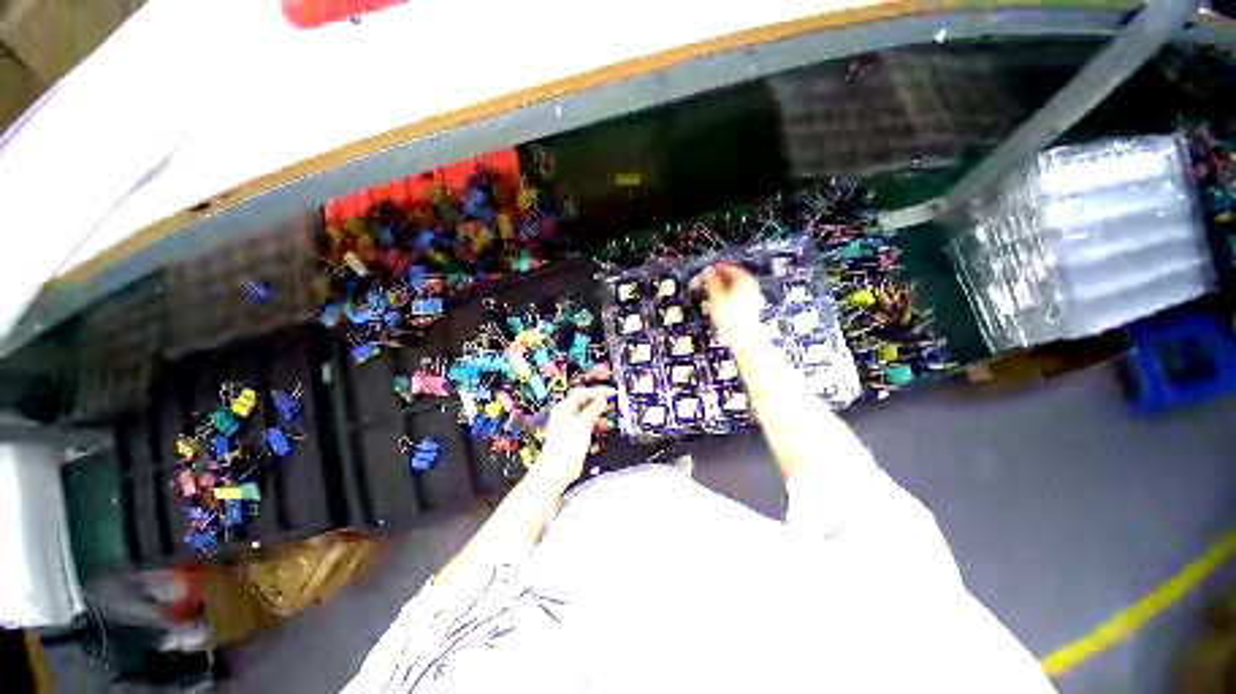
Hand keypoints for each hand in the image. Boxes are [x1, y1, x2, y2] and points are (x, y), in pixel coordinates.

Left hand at [536, 387, 614, 483]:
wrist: (557, 470)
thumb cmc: (564, 447)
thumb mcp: (584, 423)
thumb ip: (594, 409)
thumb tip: (602, 399)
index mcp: (564, 408)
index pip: (582, 393)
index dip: (597, 391)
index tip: (610, 392)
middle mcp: (566, 415)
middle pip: (585, 403)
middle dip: (599, 402)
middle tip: (612, 402)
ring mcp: (570, 426)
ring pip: (588, 415)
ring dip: (599, 414)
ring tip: (610, 414)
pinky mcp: (575, 437)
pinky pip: (588, 426)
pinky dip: (596, 424)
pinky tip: (603, 427)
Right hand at [692, 263, 764, 345]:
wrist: (745, 337)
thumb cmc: (733, 319)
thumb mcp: (716, 297)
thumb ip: (711, 282)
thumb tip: (707, 271)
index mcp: (744, 279)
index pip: (725, 267)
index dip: (712, 270)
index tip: (702, 274)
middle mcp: (750, 285)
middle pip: (730, 276)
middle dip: (716, 279)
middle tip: (704, 283)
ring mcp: (751, 295)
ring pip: (732, 286)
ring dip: (720, 288)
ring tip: (709, 293)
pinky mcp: (750, 305)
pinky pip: (735, 295)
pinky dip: (725, 296)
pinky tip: (719, 303)